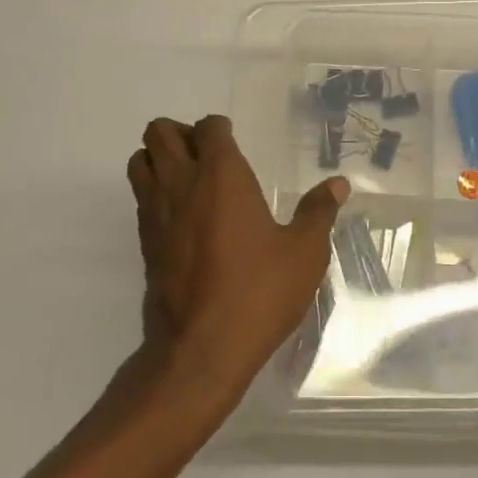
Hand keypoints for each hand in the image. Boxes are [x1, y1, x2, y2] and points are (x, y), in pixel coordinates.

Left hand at [128, 115, 348, 406]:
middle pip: (159, 132)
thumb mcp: (304, 253)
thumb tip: (338, 184)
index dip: (220, 128)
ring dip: (158, 158)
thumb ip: (319, 212)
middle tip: (208, 155)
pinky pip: (140, 197)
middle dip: (181, 133)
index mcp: (221, 176)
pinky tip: (183, 216)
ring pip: (139, 160)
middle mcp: (182, 184)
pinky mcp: (144, 242)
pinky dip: (154, 191)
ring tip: (188, 178)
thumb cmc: (258, 292)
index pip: (208, 128)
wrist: (200, 350)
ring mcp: (156, 212)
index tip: (234, 140)